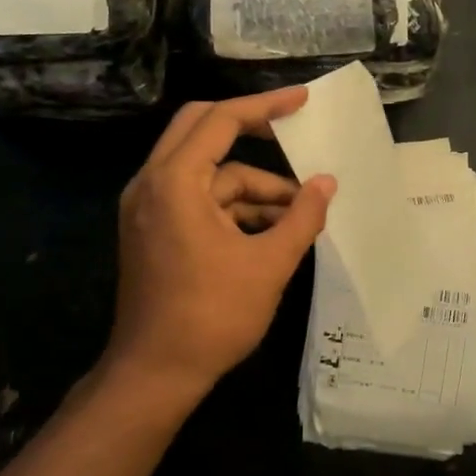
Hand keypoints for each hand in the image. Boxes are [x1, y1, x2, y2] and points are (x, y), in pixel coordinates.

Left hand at [107, 88, 334, 402]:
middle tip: (291, 130)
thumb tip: (327, 183)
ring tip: (297, 213)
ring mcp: (147, 207)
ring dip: (251, 186)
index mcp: (175, 181)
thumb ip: (302, 216)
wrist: (154, 375)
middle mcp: (152, 183)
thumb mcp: (269, 264)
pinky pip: (197, 198)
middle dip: (250, 128)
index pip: (222, 120)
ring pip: (206, 172)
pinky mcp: (152, 229)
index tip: (301, 99)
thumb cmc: (212, 316)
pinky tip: (270, 230)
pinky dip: (233, 207)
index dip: (265, 105)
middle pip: (201, 128)